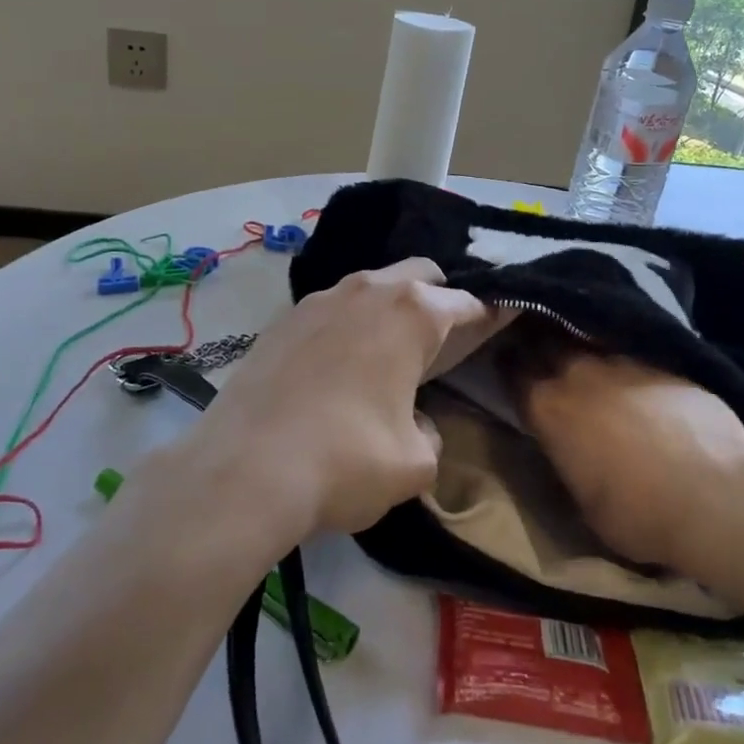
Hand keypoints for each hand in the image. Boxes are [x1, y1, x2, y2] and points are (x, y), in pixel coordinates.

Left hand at [175, 259, 509, 555]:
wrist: (244, 469)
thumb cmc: (346, 461)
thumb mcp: (414, 463)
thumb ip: (429, 433)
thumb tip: (415, 422)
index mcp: (412, 313)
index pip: (466, 303)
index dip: (487, 316)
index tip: (498, 324)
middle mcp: (367, 290)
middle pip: (418, 274)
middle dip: (437, 297)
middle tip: (439, 340)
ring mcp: (319, 299)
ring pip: (369, 287)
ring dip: (387, 308)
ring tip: (385, 354)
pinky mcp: (282, 319)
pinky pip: (330, 309)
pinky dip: (346, 325)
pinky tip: (336, 366)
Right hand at [508, 349, 743, 576]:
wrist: (718, 492)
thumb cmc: (640, 514)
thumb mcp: (583, 503)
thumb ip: (567, 461)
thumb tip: (567, 448)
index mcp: (547, 408)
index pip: (512, 370)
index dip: (507, 364)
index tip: (506, 362)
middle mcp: (576, 373)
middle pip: (544, 340)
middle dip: (535, 340)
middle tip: (535, 346)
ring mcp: (621, 360)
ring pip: (586, 339)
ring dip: (578, 344)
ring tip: (580, 353)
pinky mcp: (661, 359)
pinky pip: (627, 348)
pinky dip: (619, 355)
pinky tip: (627, 368)